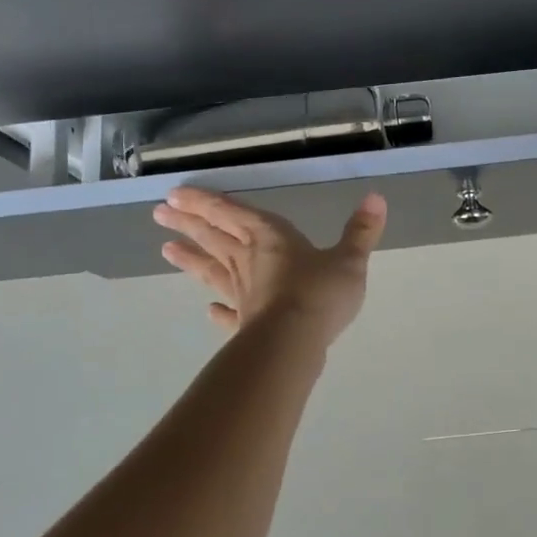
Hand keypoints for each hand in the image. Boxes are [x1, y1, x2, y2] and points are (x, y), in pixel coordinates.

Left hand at [154, 188, 386, 343]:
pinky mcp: (245, 322)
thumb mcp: (349, 259)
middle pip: (214, 237)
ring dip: (190, 259)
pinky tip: (209, 310)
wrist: (294, 342)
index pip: (233, 213)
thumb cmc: (320, 293)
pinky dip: (218, 310)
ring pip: (211, 270)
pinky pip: (228, 312)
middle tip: (159, 213)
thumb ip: (361, 231)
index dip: (206, 203)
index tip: (175, 195)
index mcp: (271, 238)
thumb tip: (376, 197)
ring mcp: (243, 294)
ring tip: (165, 250)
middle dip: (188, 223)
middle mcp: (249, 261)